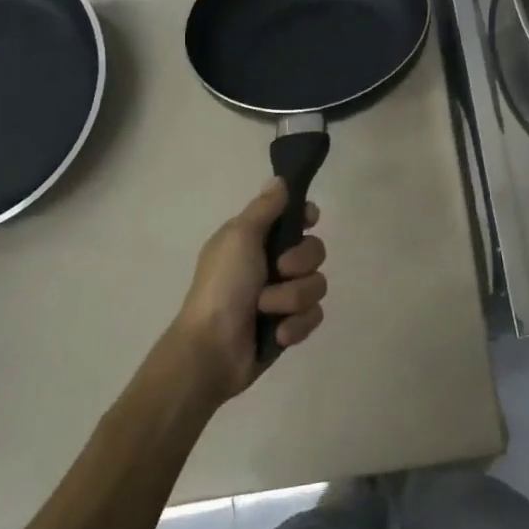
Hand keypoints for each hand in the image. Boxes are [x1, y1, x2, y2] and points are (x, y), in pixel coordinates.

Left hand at [161, 179, 328, 405]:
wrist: (212, 350)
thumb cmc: (222, 287)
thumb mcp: (239, 237)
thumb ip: (264, 208)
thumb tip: (279, 179)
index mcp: (254, 240)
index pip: (293, 218)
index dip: (305, 217)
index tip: (309, 219)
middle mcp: (271, 265)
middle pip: (315, 251)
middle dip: (301, 263)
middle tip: (279, 270)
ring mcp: (282, 297)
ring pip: (317, 285)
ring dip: (292, 299)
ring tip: (267, 310)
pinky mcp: (290, 326)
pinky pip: (314, 317)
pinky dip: (295, 325)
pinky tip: (276, 334)